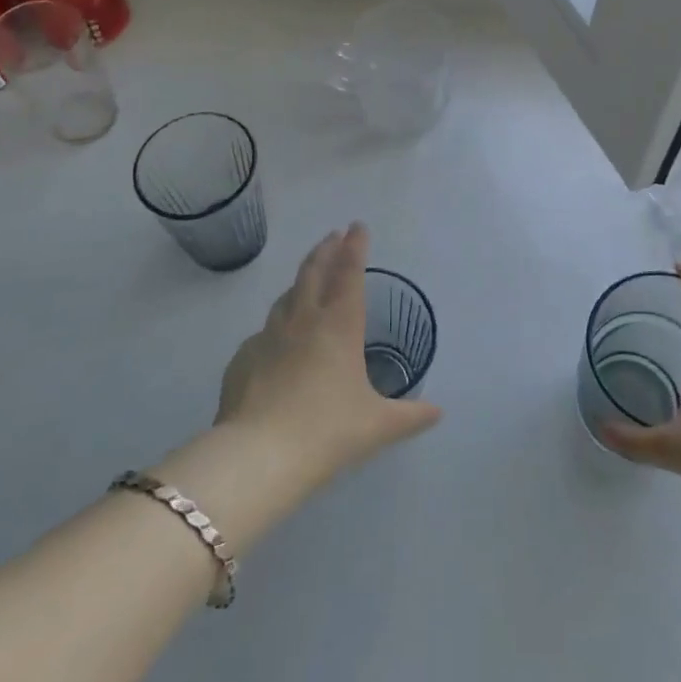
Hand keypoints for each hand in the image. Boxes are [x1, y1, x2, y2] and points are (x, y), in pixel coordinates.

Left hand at [216, 224, 440, 482]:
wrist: (258, 455)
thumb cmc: (328, 432)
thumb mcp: (377, 426)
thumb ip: (410, 416)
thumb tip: (438, 412)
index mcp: (339, 325)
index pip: (349, 273)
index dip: (355, 247)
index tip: (357, 226)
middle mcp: (303, 321)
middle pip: (313, 272)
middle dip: (325, 250)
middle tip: (332, 236)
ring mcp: (267, 337)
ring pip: (286, 298)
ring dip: (300, 281)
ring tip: (307, 279)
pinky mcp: (242, 359)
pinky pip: (263, 333)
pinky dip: (276, 327)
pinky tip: (277, 341)